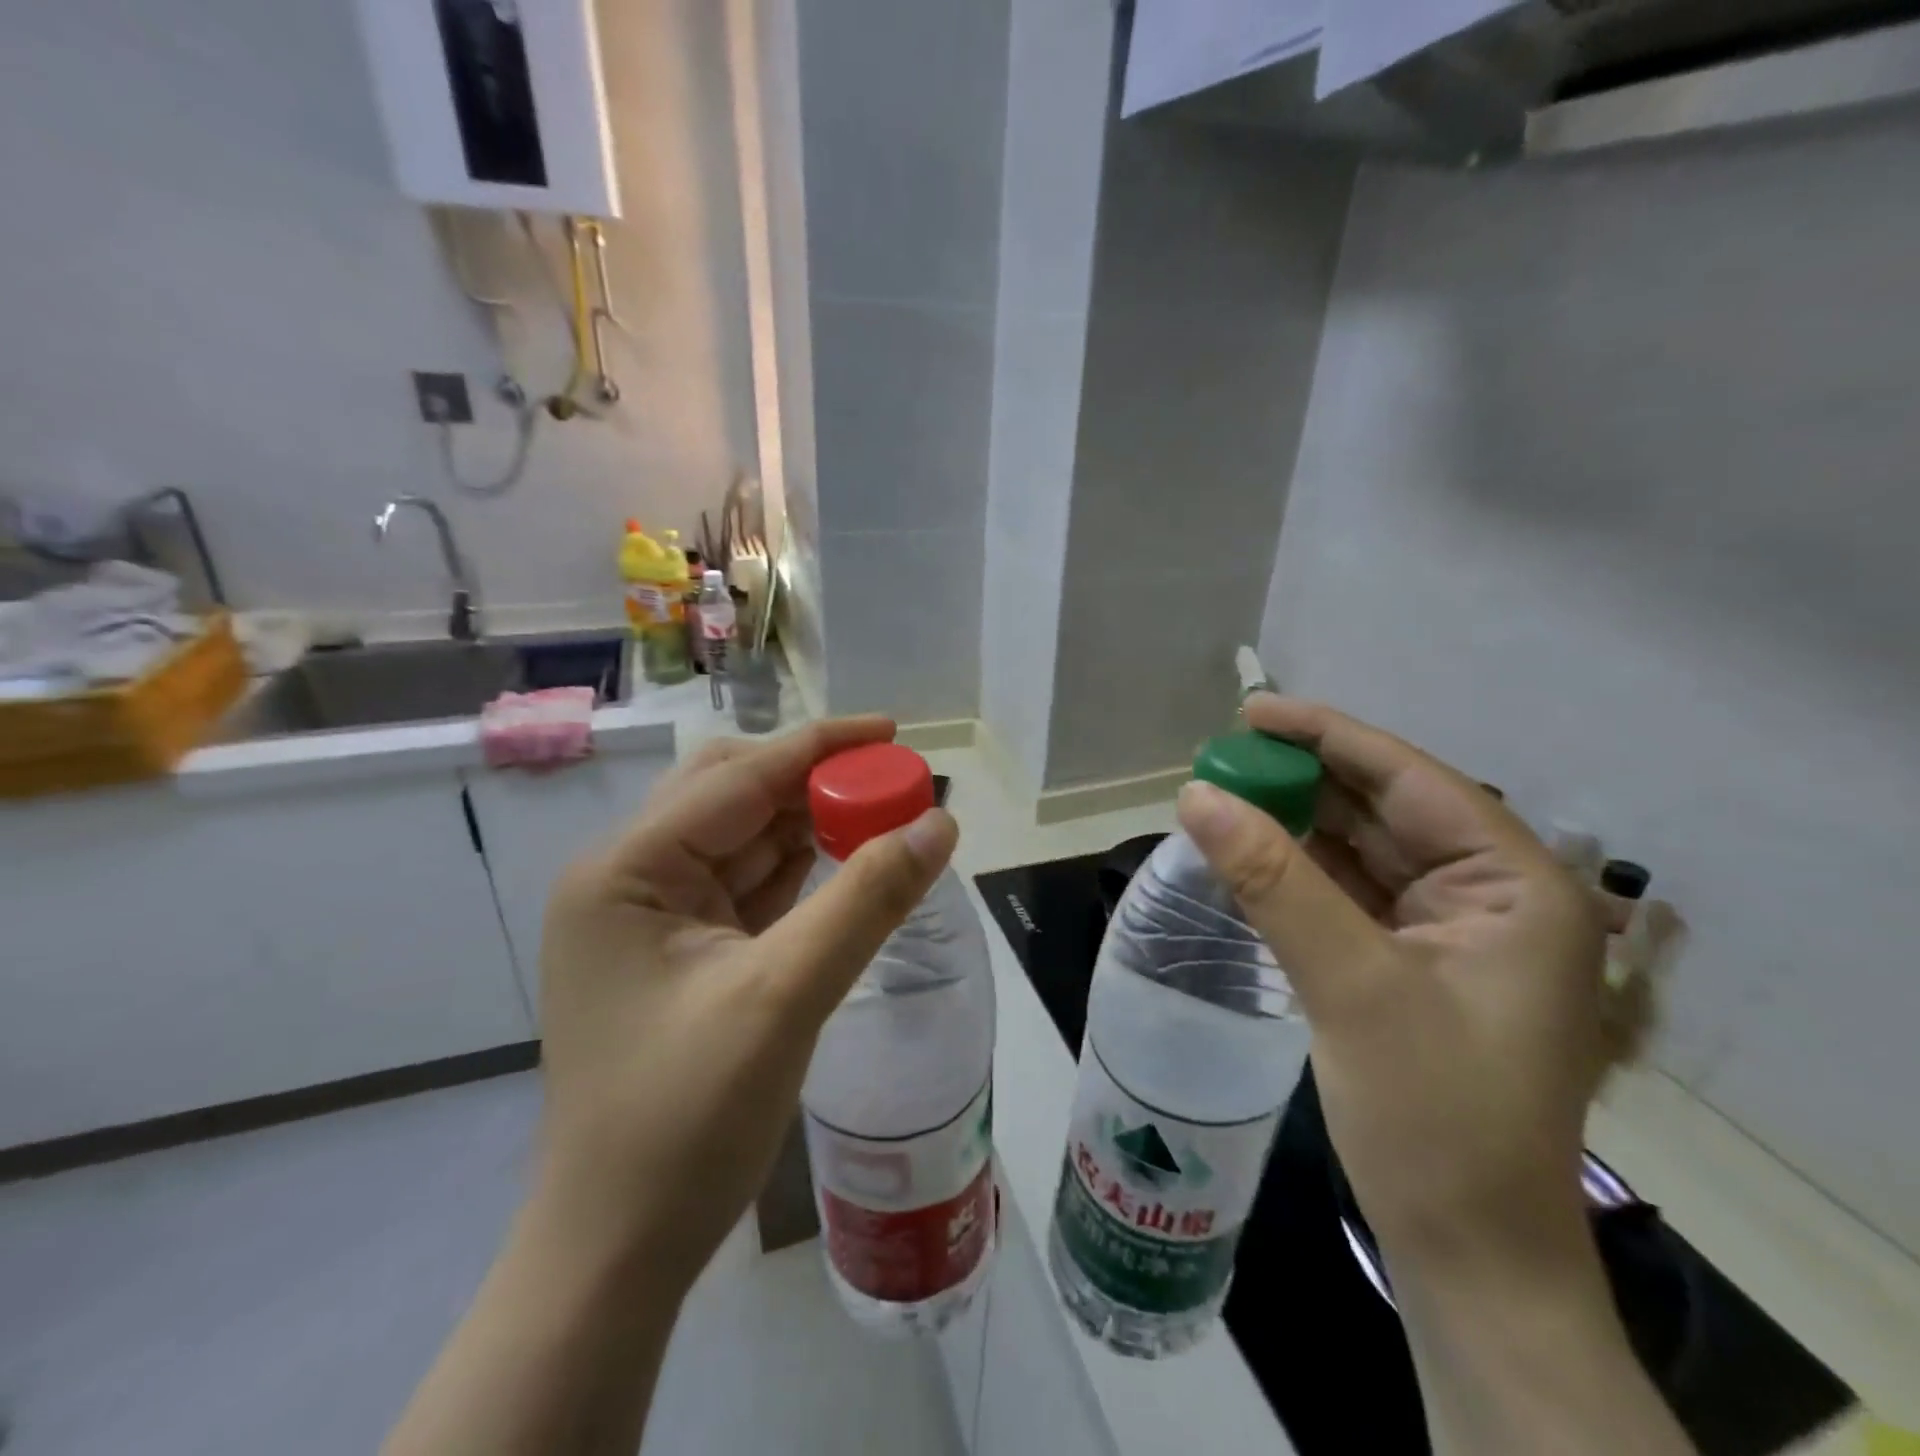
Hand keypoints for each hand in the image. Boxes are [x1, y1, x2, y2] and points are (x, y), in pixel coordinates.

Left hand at [534, 717, 958, 1295]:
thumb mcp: (785, 995)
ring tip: (884, 815)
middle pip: (735, 796)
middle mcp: (631, 877)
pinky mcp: (682, 950)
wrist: (619, 1249)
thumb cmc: (685, 1120)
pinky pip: (749, 885)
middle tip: (892, 785)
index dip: (820, 747)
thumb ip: (866, 899)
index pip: (738, 778)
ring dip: (812, 823)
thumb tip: (939, 824)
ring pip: (746, 839)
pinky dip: (800, 869)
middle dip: (815, 782)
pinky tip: (847, 862)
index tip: (893, 731)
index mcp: (627, 870)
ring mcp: (654, 916)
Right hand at [1176, 695, 1606, 1272]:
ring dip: (1293, 822)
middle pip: (1381, 809)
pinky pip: (1345, 891)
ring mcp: (1448, 930)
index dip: (1327, 737)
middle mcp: (1489, 894)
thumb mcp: (1351, 986)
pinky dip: (1296, 869)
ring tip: (1222, 796)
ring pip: (1359, 849)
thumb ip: (1273, 881)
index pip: (1410, 779)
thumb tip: (1196, 795)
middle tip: (1219, 758)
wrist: (1466, 1250)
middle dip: (1302, 780)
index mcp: (1513, 885)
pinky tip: (1248, 852)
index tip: (1251, 712)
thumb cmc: (1436, 1118)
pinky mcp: (1408, 961)